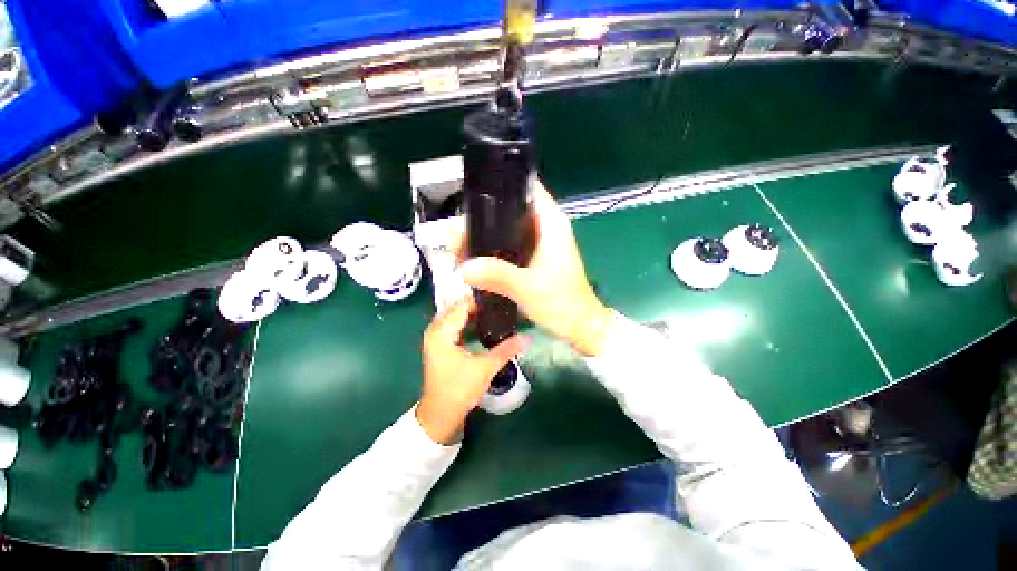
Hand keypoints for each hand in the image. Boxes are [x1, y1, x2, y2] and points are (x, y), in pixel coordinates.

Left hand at [417, 298, 528, 443]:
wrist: (441, 415)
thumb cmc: (459, 389)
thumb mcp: (485, 368)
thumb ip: (506, 349)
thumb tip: (528, 337)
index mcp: (442, 332)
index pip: (462, 306)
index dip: (480, 299)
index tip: (499, 294)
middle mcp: (435, 331)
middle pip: (457, 308)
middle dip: (477, 304)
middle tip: (499, 301)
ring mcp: (436, 338)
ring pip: (455, 317)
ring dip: (472, 313)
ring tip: (494, 309)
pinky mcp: (440, 346)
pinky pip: (453, 325)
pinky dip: (467, 322)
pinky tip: (483, 323)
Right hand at [460, 181, 612, 356]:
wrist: (580, 326)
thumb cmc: (562, 303)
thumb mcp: (528, 287)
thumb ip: (497, 275)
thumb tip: (463, 268)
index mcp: (551, 223)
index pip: (527, 188)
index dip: (501, 187)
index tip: (474, 197)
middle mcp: (547, 227)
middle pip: (512, 210)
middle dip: (485, 219)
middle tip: (461, 235)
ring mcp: (542, 243)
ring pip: (510, 229)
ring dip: (488, 237)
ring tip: (463, 249)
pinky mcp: (537, 258)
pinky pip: (512, 246)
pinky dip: (496, 250)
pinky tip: (479, 261)